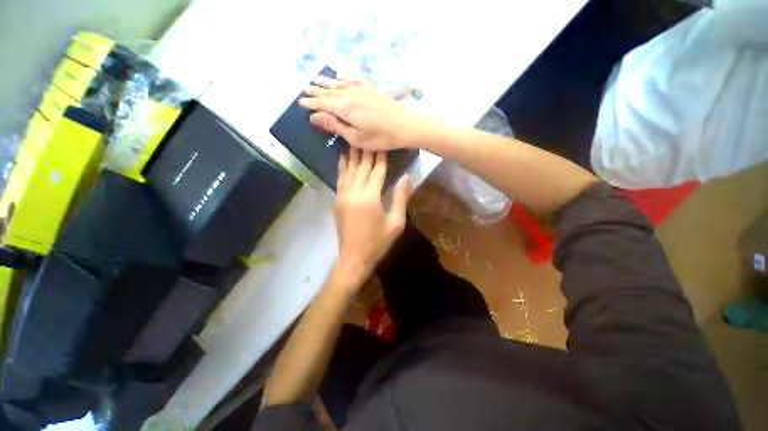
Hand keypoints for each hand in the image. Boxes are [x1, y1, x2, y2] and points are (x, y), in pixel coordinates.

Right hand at [299, 77, 423, 150]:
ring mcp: (362, 90)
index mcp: (344, 108)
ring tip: (316, 79)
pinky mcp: (372, 89)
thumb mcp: (356, 138)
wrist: (405, 125)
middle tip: (304, 89)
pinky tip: (342, 78)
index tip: (300, 102)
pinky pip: (354, 80)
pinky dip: (344, 79)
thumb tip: (314, 117)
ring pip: (339, 83)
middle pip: (329, 91)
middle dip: (316, 91)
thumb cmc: (380, 137)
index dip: (311, 103)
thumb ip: (335, 126)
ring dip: (327, 82)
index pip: (322, 103)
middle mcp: (350, 94)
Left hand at [333, 148, 411, 287]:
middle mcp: (354, 192)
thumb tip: (407, 177)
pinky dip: (342, 167)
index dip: (381, 157)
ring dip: (353, 154)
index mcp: (370, 198)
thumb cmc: (378, 243)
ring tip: (354, 139)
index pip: (377, 171)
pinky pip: (340, 179)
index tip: (384, 143)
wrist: (354, 258)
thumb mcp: (395, 223)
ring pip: (349, 170)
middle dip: (367, 151)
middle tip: (370, 135)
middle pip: (361, 167)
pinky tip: (343, 158)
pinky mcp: (338, 201)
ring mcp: (343, 196)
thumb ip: (401, 199)